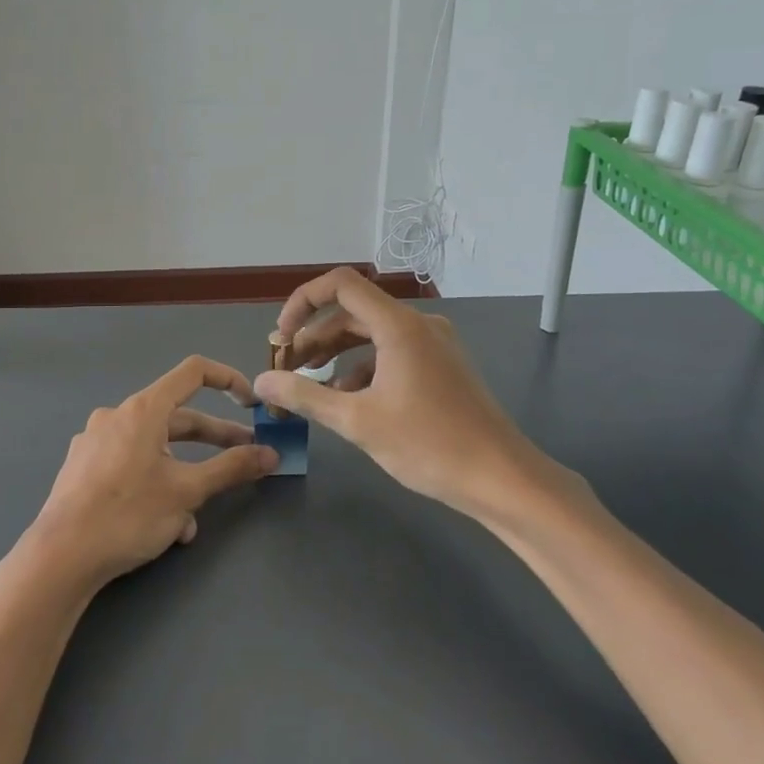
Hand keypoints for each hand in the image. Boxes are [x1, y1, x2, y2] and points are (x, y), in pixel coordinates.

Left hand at [8, 356, 277, 598]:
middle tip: (245, 457)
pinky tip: (163, 525)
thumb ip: (232, 468)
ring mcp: (95, 441)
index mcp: (143, 409)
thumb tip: (271, 454)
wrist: (59, 558)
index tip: (250, 404)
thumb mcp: (187, 492)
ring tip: (196, 515)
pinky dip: (154, 484)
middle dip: (214, 439)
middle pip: (177, 417)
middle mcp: (117, 416)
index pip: (194, 372)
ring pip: (155, 448)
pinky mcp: (82, 468)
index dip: (228, 380)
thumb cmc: (128, 515)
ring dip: (183, 474)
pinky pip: (130, 465)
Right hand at [252, 268, 591, 530]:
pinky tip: (348, 402)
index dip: (302, 302)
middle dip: (314, 338)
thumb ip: (305, 396)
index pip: (340, 285)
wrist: (501, 478)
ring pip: (372, 336)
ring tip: (310, 388)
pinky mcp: (442, 366)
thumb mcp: (357, 421)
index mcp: (399, 326)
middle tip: (286, 369)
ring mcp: (434, 345)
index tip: (281, 336)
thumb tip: (262, 382)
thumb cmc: (428, 445)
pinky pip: (392, 354)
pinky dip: (364, 370)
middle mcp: (418, 325)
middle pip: (353, 313)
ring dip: (336, 356)